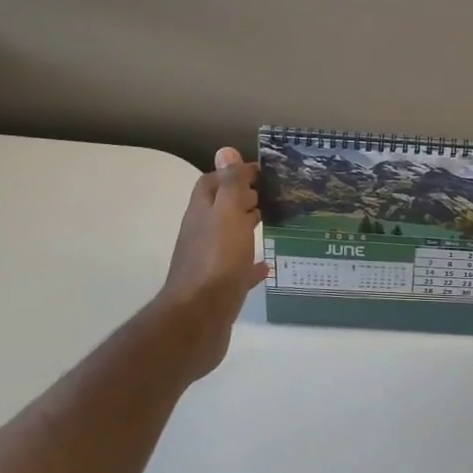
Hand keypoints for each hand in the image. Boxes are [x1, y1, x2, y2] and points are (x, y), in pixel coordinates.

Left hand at [154, 147, 269, 379]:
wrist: (198, 322)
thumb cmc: (216, 261)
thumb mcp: (228, 215)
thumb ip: (230, 184)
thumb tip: (225, 150)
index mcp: (202, 213)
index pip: (213, 182)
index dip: (233, 173)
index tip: (263, 172)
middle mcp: (201, 234)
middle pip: (221, 208)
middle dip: (244, 198)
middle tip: (274, 195)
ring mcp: (208, 262)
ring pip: (229, 236)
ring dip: (247, 226)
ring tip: (274, 222)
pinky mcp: (218, 288)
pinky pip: (237, 268)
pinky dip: (251, 263)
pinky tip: (267, 264)